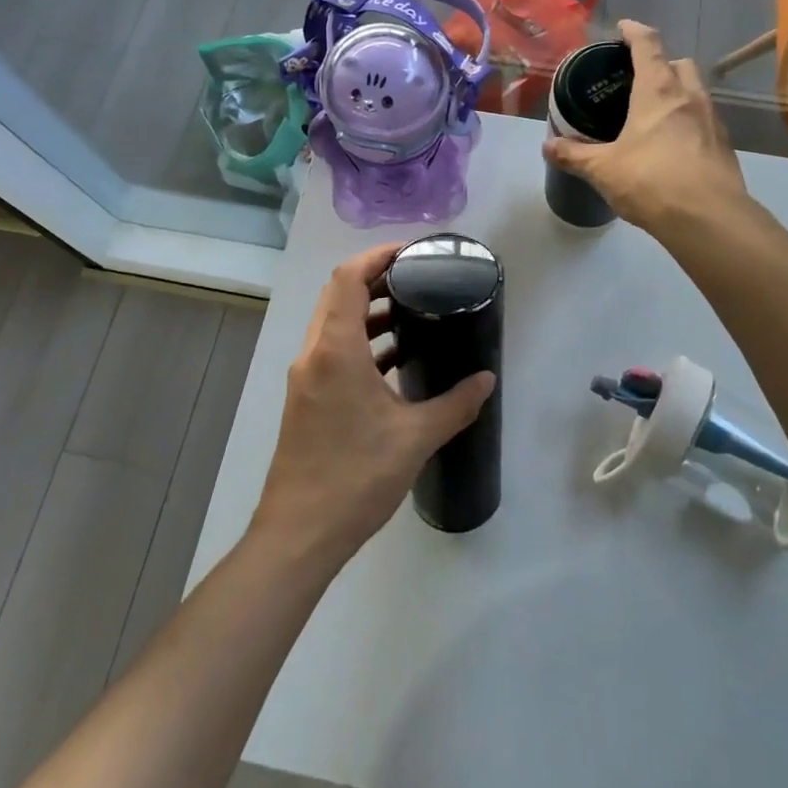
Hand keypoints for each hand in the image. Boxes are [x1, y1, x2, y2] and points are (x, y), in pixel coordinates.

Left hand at [252, 243, 494, 568]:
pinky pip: (332, 353)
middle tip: (417, 279)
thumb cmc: (356, 477)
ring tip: (410, 315)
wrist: (299, 535)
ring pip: (333, 325)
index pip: (348, 278)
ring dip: (366, 313)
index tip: (411, 252)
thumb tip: (488, 380)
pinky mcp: (305, 400)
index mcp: (336, 350)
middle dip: (375, 280)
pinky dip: (360, 344)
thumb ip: (456, 404)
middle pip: (338, 296)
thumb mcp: (415, 438)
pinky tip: (393, 362)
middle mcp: (314, 355)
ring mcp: (305, 379)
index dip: (377, 256)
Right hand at [542, 20, 748, 237]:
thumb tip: (547, 146)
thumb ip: (574, 155)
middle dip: (661, 63)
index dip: (634, 31)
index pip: (648, 44)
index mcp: (657, 90)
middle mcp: (689, 95)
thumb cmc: (651, 181)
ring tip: (654, 113)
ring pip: (695, 91)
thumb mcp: (603, 169)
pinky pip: (704, 120)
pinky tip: (674, 145)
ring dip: (677, 92)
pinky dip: (689, 122)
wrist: (709, 218)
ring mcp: (712, 119)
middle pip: (679, 63)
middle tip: (638, 79)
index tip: (624, 28)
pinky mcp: (724, 145)